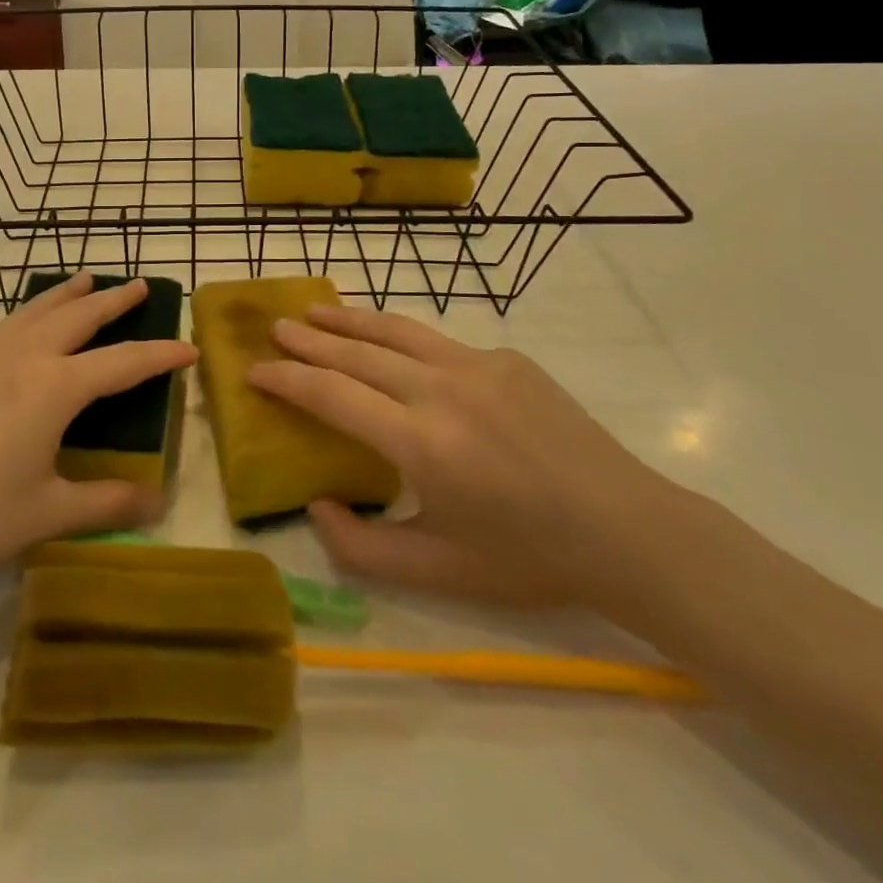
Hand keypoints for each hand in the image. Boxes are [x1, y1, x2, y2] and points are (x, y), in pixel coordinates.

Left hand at [0, 273, 195, 610]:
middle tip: (139, 284)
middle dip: (113, 301)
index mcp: (52, 388)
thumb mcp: (46, 515)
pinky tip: (20, 340)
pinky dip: (25, 322)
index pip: (123, 362)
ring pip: (32, 313)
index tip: (189, 346)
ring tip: (85, 280)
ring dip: (65, 296)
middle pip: (77, 317)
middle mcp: (19, 359)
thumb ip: (107, 502)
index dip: (160, 354)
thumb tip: (157, 501)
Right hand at [251, 305, 667, 612]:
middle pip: (358, 353)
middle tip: (275, 328)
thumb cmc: (528, 559)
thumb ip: (362, 546)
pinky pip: (441, 345)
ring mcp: (479, 366)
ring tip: (316, 311)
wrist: (627, 530)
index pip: (332, 396)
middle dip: (309, 340)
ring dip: (350, 320)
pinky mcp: (508, 359)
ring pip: (397, 331)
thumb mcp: (438, 571)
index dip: (287, 380)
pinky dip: (402, 340)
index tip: (255, 370)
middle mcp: (443, 390)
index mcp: (421, 443)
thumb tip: (317, 505)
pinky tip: (394, 348)